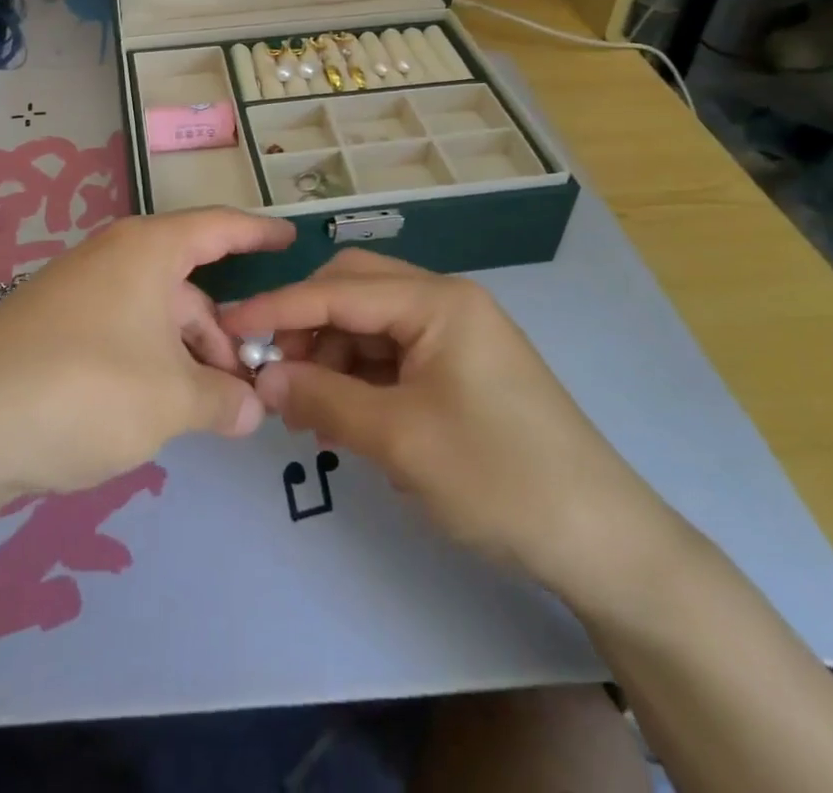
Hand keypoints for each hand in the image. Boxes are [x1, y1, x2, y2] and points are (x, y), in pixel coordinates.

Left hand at [0, 209, 295, 499]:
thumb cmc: (85, 389)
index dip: (260, 232)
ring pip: (155, 315)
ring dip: (187, 356)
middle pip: (188, 283)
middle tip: (251, 383)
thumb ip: (222, 400)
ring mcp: (79, 293)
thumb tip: (252, 410)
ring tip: (208, 412)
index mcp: (147, 250)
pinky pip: (122, 334)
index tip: (294, 240)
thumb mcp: (171, 400)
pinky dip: (150, 365)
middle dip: (224, 331)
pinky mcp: (53, 329)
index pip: (220, 227)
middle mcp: (113, 259)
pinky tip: (155, 411)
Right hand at [225, 250, 685, 610]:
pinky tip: (340, 414)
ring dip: (331, 354)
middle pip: (355, 290)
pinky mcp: (460, 368)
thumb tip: (263, 378)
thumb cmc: (499, 477)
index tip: (228, 326)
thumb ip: (323, 399)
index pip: (337, 289)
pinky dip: (359, 376)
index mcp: (438, 301)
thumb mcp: (399, 439)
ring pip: (371, 323)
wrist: (604, 542)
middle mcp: (446, 303)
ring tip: (304, 406)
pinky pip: (393, 355)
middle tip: (273, 370)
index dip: (277, 307)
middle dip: (307, 323)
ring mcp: (457, 335)